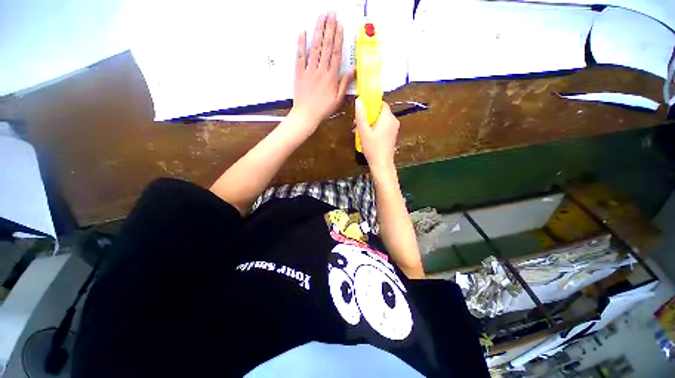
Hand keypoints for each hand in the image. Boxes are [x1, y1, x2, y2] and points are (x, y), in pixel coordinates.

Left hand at [291, 12, 354, 132]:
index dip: (338, 38)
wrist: (306, 115)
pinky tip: (302, 32)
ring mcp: (309, 70)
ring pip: (315, 48)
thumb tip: (353, 70)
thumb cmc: (323, 109)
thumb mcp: (338, 99)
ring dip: (318, 31)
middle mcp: (321, 70)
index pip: (336, 53)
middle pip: (326, 46)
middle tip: (331, 13)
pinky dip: (301, 44)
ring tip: (321, 17)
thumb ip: (344, 84)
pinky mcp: (299, 73)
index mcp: (331, 77)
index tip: (340, 25)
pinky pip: (300, 56)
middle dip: (329, 28)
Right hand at [355, 98, 399, 169]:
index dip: (371, 104)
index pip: (381, 104)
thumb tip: (358, 100)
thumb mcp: (363, 131)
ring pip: (381, 121)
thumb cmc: (373, 147)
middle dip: (368, 116)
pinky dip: (376, 129)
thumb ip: (360, 115)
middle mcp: (394, 121)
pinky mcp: (392, 136)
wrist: (382, 164)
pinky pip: (383, 127)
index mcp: (388, 117)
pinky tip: (367, 136)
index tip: (361, 110)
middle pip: (380, 113)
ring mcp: (394, 129)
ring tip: (360, 131)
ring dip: (371, 123)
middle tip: (357, 123)